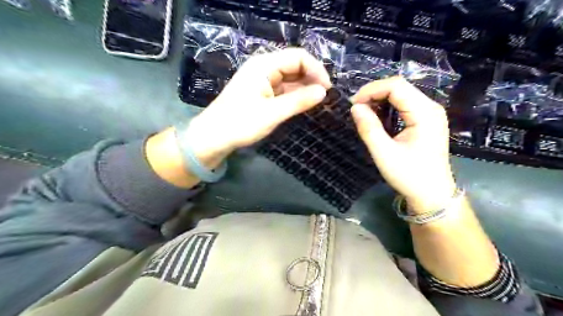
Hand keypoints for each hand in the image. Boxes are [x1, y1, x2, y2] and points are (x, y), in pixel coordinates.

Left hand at [186, 49, 332, 162]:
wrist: (214, 137)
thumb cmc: (241, 123)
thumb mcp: (273, 113)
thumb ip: (299, 101)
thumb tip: (323, 92)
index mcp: (264, 65)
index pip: (298, 57)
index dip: (316, 70)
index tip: (327, 89)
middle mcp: (264, 67)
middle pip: (295, 65)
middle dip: (312, 78)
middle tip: (324, 97)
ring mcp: (262, 79)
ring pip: (290, 77)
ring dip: (304, 87)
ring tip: (317, 101)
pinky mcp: (261, 91)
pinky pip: (283, 88)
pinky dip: (295, 94)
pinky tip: (303, 103)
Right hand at [350, 77, 456, 213]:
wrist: (432, 193)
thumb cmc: (409, 175)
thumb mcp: (384, 153)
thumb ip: (369, 128)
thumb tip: (355, 107)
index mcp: (425, 113)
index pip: (396, 86)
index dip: (371, 90)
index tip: (353, 104)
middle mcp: (430, 107)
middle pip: (399, 87)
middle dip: (374, 94)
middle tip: (356, 109)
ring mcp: (430, 112)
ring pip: (401, 94)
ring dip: (379, 100)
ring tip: (363, 113)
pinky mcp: (425, 119)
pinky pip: (404, 104)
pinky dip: (387, 107)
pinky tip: (377, 117)